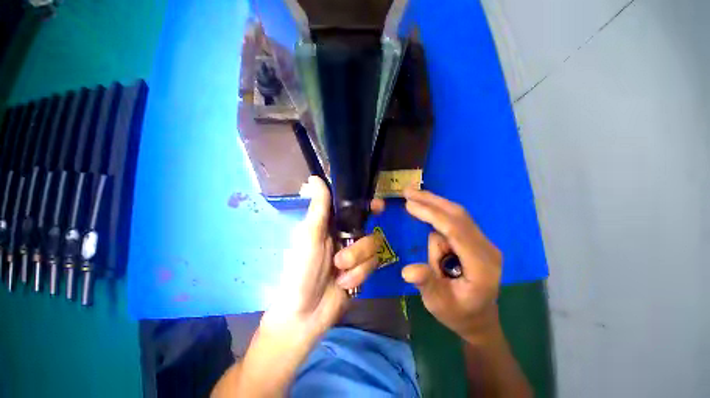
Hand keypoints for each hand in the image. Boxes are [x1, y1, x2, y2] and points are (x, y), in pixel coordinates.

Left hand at [262, 176, 383, 341]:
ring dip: (356, 263)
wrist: (306, 313)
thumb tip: (314, 177)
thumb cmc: (301, 271)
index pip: (354, 209)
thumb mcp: (309, 236)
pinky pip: (372, 265)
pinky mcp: (361, 270)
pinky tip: (344, 284)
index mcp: (331, 225)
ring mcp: (355, 254)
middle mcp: (345, 236)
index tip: (378, 206)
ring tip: (339, 273)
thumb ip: (318, 208)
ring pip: (372, 248)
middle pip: (369, 230)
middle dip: (359, 246)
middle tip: (344, 255)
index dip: (367, 206)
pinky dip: (358, 275)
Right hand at [402, 188, 501, 340]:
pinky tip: (425, 209)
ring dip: (433, 205)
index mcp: (481, 266)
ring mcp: (483, 243)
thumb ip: (426, 284)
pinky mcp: (476, 240)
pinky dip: (438, 212)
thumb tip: (407, 270)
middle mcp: (486, 249)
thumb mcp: (438, 303)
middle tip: (408, 191)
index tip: (408, 204)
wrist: (478, 318)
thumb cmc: (458, 313)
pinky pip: (456, 220)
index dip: (431, 214)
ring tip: (411, 197)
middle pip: (458, 216)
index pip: (455, 231)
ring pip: (457, 215)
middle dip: (431, 201)